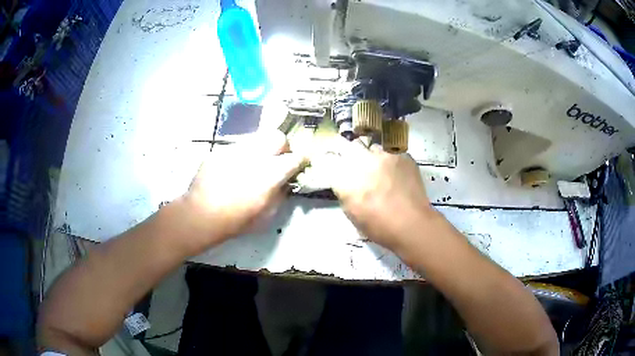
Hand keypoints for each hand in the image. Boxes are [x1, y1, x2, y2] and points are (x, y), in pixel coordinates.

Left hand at [183, 130, 305, 249]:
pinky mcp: (220, 150)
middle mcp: (255, 156)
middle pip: (277, 136)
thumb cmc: (236, 221)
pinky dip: (242, 155)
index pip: (295, 158)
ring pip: (256, 138)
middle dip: (282, 146)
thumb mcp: (266, 215)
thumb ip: (280, 195)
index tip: (301, 163)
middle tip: (277, 159)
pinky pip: (237, 147)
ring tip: (254, 163)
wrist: (201, 215)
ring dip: (261, 148)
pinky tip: (234, 169)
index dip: (301, 159)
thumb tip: (284, 183)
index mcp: (270, 174)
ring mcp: (235, 150)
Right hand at [310, 136, 436, 249]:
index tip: (336, 164)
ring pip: (372, 147)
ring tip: (381, 169)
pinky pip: (392, 152)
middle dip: (352, 153)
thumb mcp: (352, 213)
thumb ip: (345, 191)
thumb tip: (345, 181)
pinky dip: (392, 161)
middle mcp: (361, 161)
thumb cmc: (379, 227)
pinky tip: (397, 174)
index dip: (332, 160)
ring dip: (373, 156)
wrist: (411, 224)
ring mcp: (383, 156)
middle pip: (350, 146)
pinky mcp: (401, 155)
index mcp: (344, 178)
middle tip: (360, 166)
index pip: (329, 158)